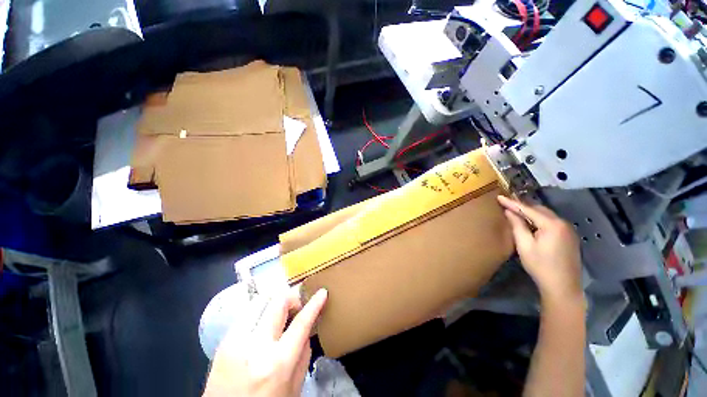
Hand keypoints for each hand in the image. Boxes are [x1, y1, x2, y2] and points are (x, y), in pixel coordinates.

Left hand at [203, 288, 327, 396]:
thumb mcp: (294, 387)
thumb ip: (304, 353)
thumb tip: (308, 325)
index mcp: (277, 363)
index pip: (301, 323)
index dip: (314, 304)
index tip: (322, 291)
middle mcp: (255, 347)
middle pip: (278, 302)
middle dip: (292, 297)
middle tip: (297, 306)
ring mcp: (235, 342)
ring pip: (260, 301)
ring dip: (275, 303)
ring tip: (280, 314)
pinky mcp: (223, 342)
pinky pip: (247, 314)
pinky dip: (260, 312)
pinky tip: (263, 324)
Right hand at [497, 196, 582, 303]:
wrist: (563, 287)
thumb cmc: (540, 266)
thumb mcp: (524, 246)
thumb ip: (517, 226)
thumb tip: (509, 212)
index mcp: (552, 225)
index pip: (528, 209)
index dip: (512, 203)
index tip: (499, 197)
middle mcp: (563, 223)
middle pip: (539, 209)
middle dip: (523, 207)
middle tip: (506, 205)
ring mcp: (568, 230)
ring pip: (546, 215)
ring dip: (531, 213)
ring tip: (516, 213)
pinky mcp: (569, 237)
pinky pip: (552, 222)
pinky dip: (540, 220)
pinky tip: (531, 224)